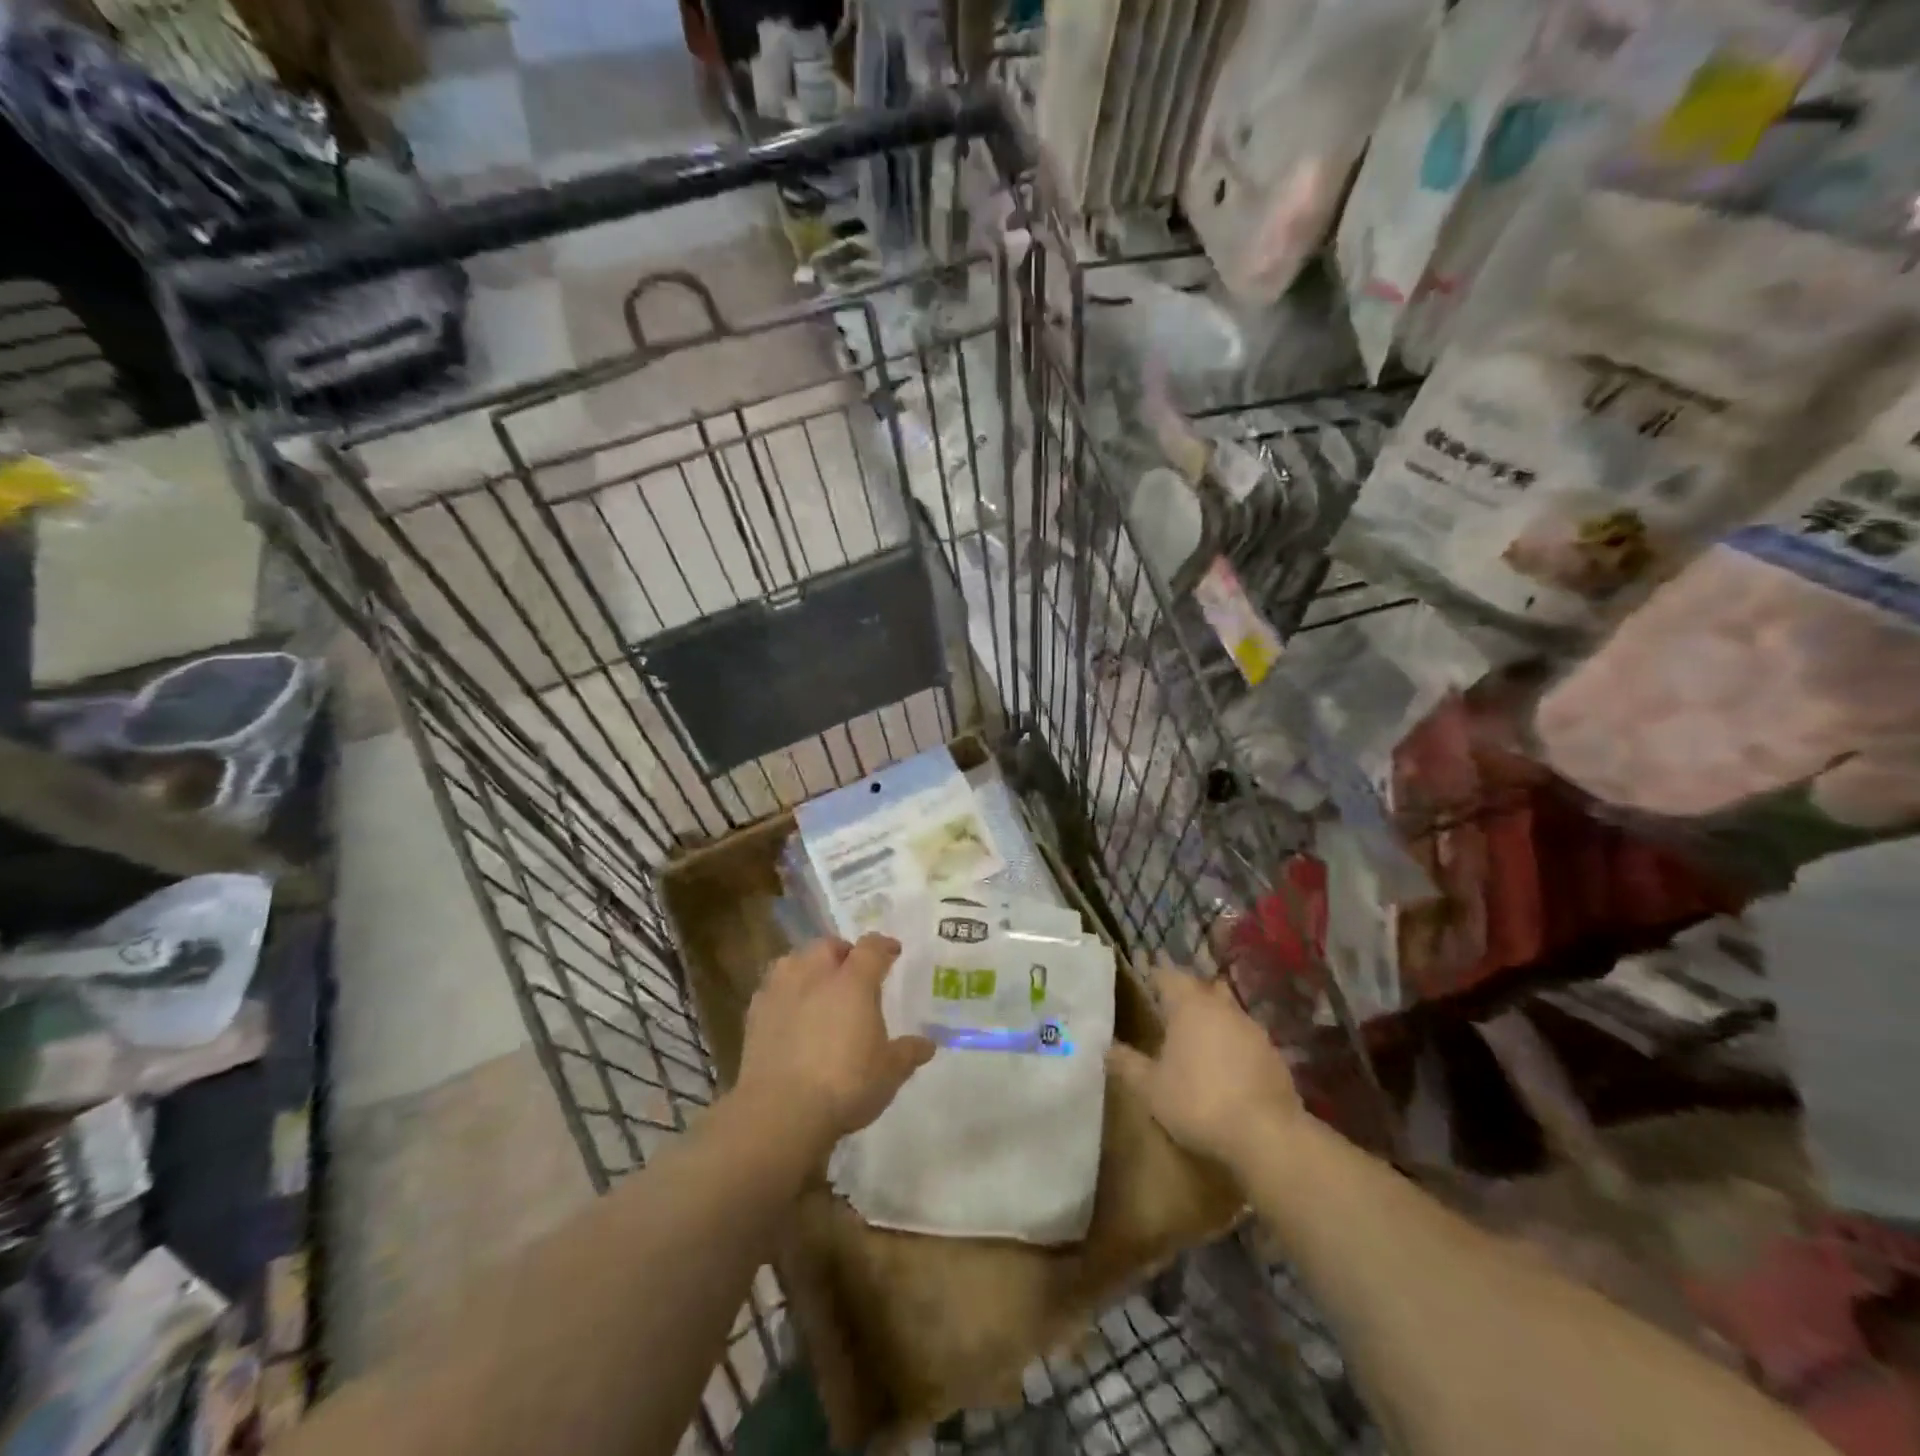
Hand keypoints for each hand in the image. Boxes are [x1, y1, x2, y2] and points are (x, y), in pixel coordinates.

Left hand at [734, 935, 934, 1154]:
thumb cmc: (845, 1085)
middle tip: (853, 973)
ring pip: (795, 960)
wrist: (780, 1111)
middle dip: (843, 953)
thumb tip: (928, 1044)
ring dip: (809, 967)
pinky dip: (785, 993)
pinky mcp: (754, 1012)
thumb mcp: (888, 1072)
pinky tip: (791, 1013)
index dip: (884, 946)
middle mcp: (815, 974)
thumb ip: (908, 1053)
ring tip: (818, 988)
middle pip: (829, 946)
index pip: (871, 947)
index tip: (893, 952)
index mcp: (853, 980)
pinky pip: (773, 988)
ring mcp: (780, 990)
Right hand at [1108, 958, 1301, 1170]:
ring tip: (1198, 1041)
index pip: (1168, 976)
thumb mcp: (1150, 1088)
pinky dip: (1234, 1045)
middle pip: (1202, 988)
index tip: (1146, 988)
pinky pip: (1247, 1039)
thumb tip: (1106, 1048)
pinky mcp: (1274, 1055)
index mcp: (1189, 1006)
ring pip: (1228, 1012)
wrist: (1266, 1135)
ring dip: (1214, 1020)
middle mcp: (1222, 1007)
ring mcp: (1253, 1030)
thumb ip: (1127, 1064)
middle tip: (1170, 1013)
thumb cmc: (1198, 1102)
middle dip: (1187, 996)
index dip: (1155, 979)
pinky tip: (1228, 1069)